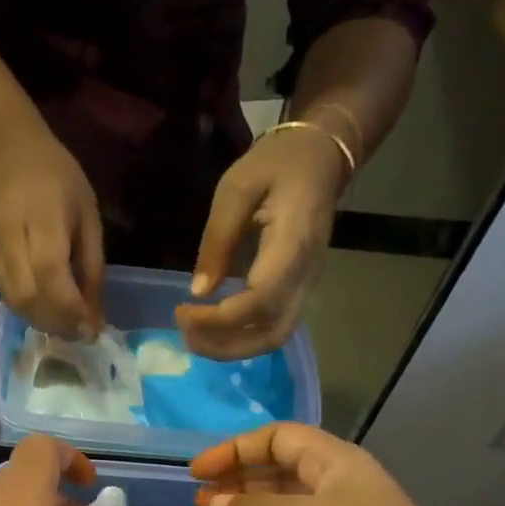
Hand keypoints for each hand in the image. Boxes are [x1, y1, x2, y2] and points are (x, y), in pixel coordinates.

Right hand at [0, 124, 104, 340]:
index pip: (52, 275)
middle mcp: (12, 240)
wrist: (4, 151)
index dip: (72, 309)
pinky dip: (30, 312)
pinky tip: (48, 313)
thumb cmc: (56, 177)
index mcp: (43, 219)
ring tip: (67, 328)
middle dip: (57, 323)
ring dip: (43, 323)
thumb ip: (91, 264)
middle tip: (81, 334)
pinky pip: (8, 297)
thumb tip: (95, 314)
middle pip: (29, 297)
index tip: (93, 330)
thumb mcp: (87, 213)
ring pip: (15, 303)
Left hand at [177, 125, 346, 359]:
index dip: (218, 319)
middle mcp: (305, 276)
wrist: (321, 157)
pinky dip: (242, 338)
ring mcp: (307, 287)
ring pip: (274, 337)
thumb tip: (198, 291)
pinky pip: (274, 327)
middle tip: (185, 334)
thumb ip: (217, 240)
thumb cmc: (277, 165)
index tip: (183, 311)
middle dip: (224, 345)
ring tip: (195, 336)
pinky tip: (213, 328)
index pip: (259, 302)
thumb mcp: (236, 189)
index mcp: (292, 246)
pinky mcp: (300, 290)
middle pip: (270, 334)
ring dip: (232, 348)